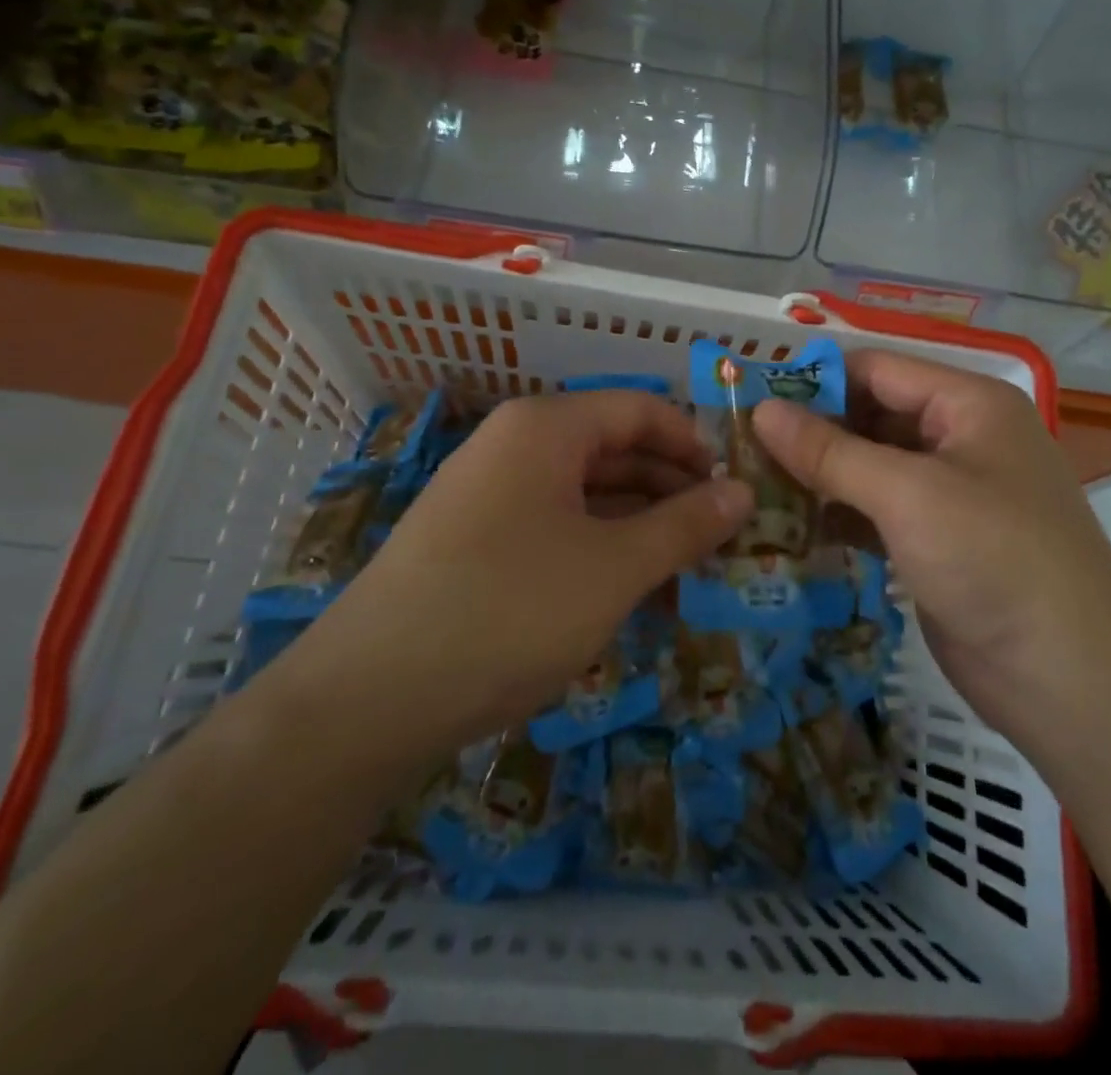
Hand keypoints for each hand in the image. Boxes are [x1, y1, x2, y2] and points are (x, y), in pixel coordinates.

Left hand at [267, 391, 753, 751]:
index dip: (695, 445)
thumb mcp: (614, 568)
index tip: (736, 490)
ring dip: (640, 530)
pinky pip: (555, 531)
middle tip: (723, 542)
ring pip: (586, 497)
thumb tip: (742, 493)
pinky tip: (631, 596)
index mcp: (545, 429)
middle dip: (672, 493)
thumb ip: (685, 525)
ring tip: (688, 577)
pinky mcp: (475, 544)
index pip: (640, 410)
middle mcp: (514, 447)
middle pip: (614, 451)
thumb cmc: (509, 611)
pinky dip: (599, 554)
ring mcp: (489, 496)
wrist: (368, 700)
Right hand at [752, 350, 1110, 727]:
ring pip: (870, 467)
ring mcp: (950, 493)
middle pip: (871, 417)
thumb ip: (829, 451)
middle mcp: (961, 439)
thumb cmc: (993, 559)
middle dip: (811, 432)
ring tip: (751, 485)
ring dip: (818, 476)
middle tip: (740, 448)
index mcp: (968, 405)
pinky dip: (838, 514)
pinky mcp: (937, 541)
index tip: (748, 399)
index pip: (877, 370)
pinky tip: (789, 527)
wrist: (1070, 680)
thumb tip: (761, 410)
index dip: (813, 381)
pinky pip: (877, 511)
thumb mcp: (906, 494)